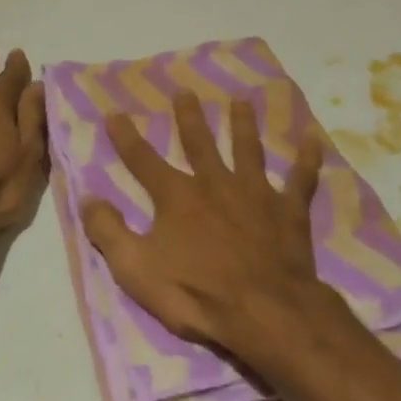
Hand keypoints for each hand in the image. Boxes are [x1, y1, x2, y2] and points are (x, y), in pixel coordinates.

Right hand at [80, 90, 339, 357]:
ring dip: (244, 124)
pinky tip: (313, 138)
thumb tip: (87, 197)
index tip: (115, 113)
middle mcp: (215, 183)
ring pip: (248, 149)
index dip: (127, 138)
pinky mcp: (288, 208)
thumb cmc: (195, 292)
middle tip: (185, 92)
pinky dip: (307, 158)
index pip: (144, 161)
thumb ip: (110, 232)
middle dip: (189, 117)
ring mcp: (255, 192)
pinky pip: (301, 178)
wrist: (262, 309)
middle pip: (200, 143)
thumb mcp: (136, 269)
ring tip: (242, 101)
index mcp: (178, 197)